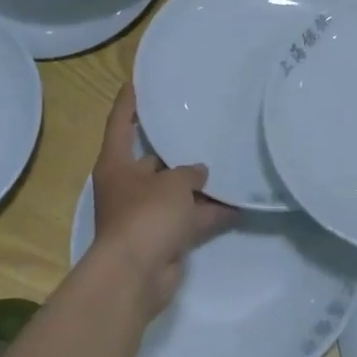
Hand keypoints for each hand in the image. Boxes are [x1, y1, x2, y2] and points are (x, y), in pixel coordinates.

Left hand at [88, 85, 232, 318]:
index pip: (120, 124)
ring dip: (198, 185)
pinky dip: (209, 213)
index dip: (127, 103)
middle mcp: (127, 186)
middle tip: (201, 125)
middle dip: (175, 148)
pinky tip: (239, 204)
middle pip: (152, 159)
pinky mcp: (163, 237)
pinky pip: (189, 218)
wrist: (136, 275)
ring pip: (175, 192)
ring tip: (228, 163)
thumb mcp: (173, 183)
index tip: (136, 82)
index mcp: (117, 165)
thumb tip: (199, 173)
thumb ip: (189, 172)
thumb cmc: (146, 215)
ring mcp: (145, 214)